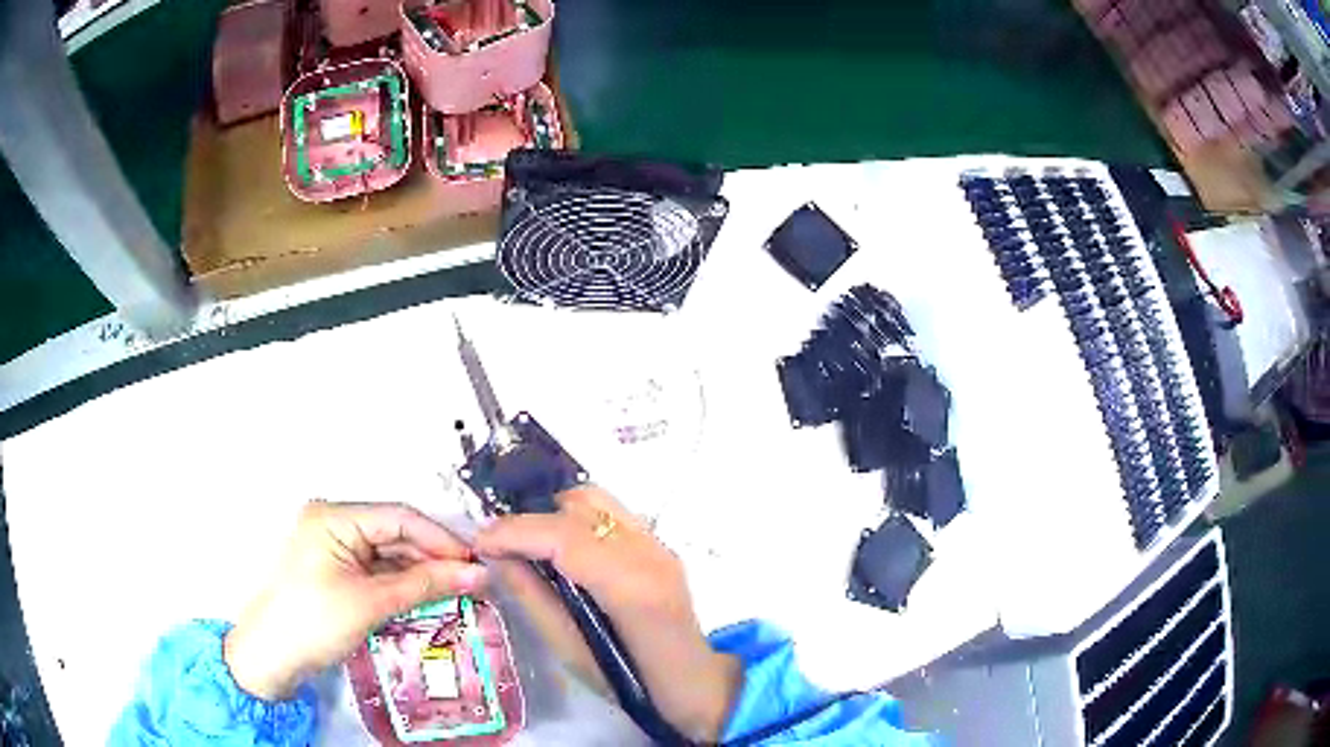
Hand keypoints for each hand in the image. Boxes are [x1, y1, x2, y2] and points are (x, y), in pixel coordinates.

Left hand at [224, 502, 486, 700]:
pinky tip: (427, 598)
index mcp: (334, 517)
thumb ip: (425, 584)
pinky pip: (376, 570)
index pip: (399, 516)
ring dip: (420, 573)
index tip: (476, 564)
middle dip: (433, 558)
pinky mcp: (335, 570)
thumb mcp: (372, 603)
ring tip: (457, 593)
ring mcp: (333, 547)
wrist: (272, 656)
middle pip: (394, 534)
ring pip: (388, 554)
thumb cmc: (314, 622)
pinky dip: (401, 584)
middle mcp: (333, 523)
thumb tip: (478, 573)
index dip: (441, 539)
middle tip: (472, 583)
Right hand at [476, 487, 740, 741]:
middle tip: (501, 547)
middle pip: (579, 507)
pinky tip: (562, 551)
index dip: (515, 532)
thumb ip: (533, 599)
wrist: (696, 686)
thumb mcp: (572, 651)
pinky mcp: (659, 545)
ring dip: (554, 516)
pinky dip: (577, 521)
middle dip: (531, 521)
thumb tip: (496, 557)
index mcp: (631, 586)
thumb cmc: (632, 683)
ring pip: (596, 501)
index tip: (480, 541)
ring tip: (529, 547)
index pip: (564, 536)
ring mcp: (659, 544)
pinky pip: (610, 514)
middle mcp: (649, 552)